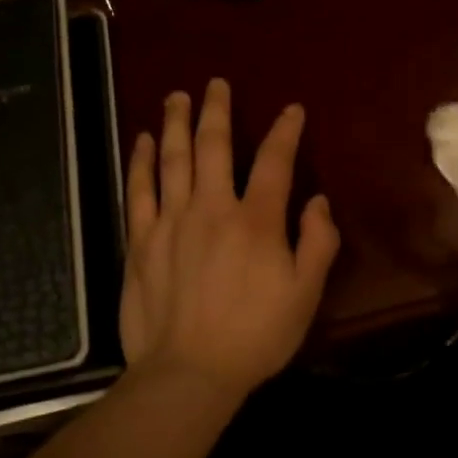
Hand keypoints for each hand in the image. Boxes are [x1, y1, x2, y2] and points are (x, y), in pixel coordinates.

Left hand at [120, 79, 339, 408]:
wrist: (188, 372)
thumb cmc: (255, 336)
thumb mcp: (305, 295)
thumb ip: (317, 243)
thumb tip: (317, 201)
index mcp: (256, 221)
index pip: (274, 162)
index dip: (285, 132)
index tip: (291, 110)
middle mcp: (211, 209)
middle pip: (214, 146)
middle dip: (217, 110)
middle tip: (216, 84)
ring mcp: (170, 221)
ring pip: (173, 159)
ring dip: (175, 123)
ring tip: (176, 97)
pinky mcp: (140, 240)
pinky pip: (139, 190)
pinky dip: (141, 162)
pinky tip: (142, 141)